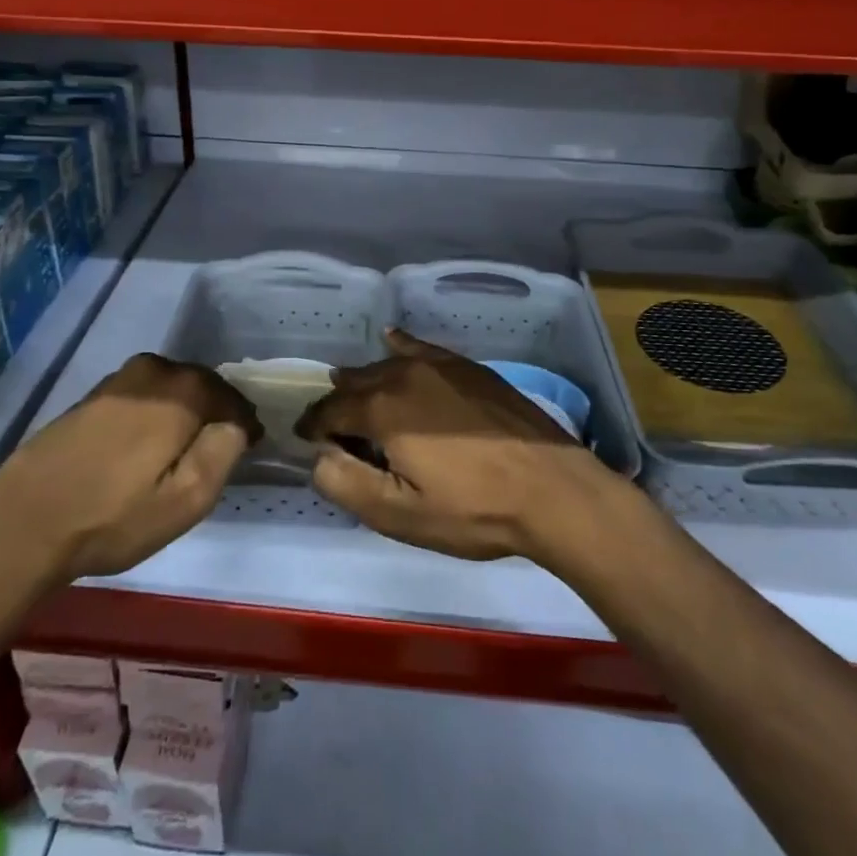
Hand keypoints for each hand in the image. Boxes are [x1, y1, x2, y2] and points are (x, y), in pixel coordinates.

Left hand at [0, 353, 260, 583]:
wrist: (21, 525)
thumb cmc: (112, 518)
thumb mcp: (185, 501)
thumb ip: (223, 453)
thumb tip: (235, 425)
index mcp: (181, 392)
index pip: (231, 398)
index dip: (244, 424)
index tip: (250, 447)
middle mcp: (152, 372)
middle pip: (201, 386)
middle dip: (215, 412)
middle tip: (219, 448)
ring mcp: (117, 381)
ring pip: (169, 388)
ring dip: (184, 411)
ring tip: (182, 449)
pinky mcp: (91, 397)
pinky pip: (141, 395)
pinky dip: (154, 412)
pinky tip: (144, 445)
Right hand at [297, 330, 622, 562]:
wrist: (551, 489)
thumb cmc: (472, 509)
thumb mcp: (400, 514)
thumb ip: (346, 483)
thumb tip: (319, 457)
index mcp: (382, 408)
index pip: (329, 411)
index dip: (312, 428)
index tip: (305, 442)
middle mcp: (404, 373)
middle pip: (355, 383)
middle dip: (337, 404)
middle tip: (332, 429)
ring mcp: (440, 365)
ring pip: (386, 365)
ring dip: (366, 381)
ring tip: (355, 394)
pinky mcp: (468, 367)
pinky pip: (421, 348)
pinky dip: (400, 347)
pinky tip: (392, 341)